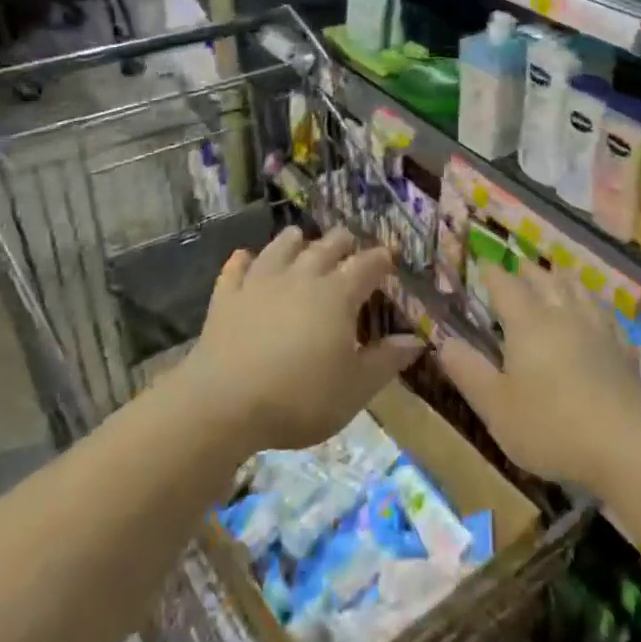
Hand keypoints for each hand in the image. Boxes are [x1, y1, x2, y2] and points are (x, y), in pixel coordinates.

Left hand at [178, 226, 422, 456]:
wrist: (224, 402)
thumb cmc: (300, 397)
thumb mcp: (355, 388)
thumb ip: (386, 361)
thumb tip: (416, 340)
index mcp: (338, 295)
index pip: (367, 265)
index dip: (381, 258)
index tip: (390, 256)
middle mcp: (302, 276)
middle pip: (326, 246)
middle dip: (342, 242)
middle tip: (349, 244)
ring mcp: (261, 282)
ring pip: (281, 247)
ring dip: (295, 241)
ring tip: (301, 238)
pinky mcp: (227, 296)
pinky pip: (236, 268)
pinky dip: (243, 260)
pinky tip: (244, 257)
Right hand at [435, 260, 640, 495]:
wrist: (626, 444)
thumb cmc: (551, 426)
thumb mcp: (496, 407)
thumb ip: (468, 371)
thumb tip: (444, 341)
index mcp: (527, 322)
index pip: (505, 284)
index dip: (492, 272)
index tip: (483, 264)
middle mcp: (562, 313)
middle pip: (544, 279)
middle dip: (527, 271)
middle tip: (517, 268)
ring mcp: (597, 328)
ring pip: (578, 289)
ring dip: (563, 279)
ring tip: (556, 277)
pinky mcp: (622, 347)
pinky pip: (606, 314)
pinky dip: (595, 306)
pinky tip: (597, 315)